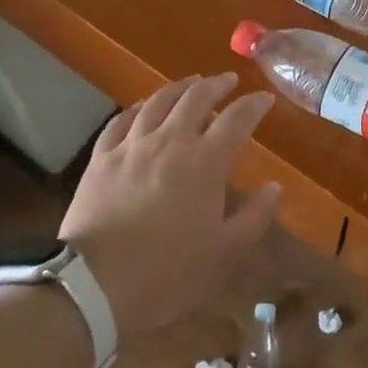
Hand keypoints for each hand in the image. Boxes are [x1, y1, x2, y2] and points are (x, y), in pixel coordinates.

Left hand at [57, 74, 280, 343]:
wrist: (93, 286)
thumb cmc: (167, 273)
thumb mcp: (224, 254)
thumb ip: (254, 217)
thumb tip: (274, 187)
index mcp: (205, 162)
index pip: (237, 119)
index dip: (254, 105)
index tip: (265, 99)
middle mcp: (170, 141)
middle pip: (196, 98)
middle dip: (217, 85)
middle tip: (228, 80)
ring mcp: (132, 146)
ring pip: (158, 101)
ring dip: (179, 87)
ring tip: (191, 83)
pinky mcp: (101, 158)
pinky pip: (121, 120)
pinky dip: (138, 108)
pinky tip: (143, 107)